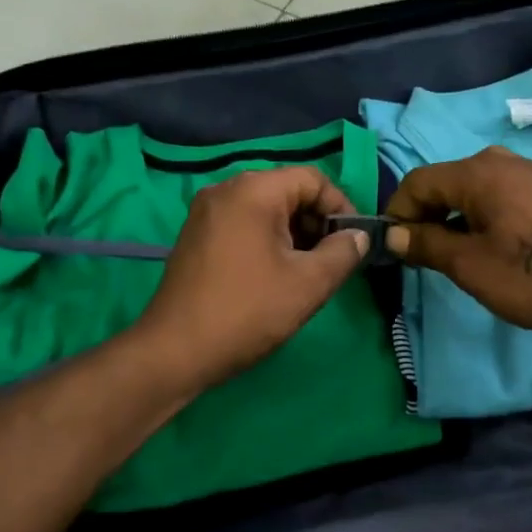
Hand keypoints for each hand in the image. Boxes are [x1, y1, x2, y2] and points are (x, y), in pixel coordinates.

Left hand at [135, 166, 369, 392]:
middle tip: (333, 260)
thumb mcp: (308, 284)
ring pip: (265, 210)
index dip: (341, 206)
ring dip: (294, 234)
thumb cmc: (247, 311)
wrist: (174, 351)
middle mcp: (225, 190)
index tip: (354, 241)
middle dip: (317, 222)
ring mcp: (205, 213)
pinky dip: (267, 241)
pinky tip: (275, 275)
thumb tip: (357, 236)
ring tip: (308, 272)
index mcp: (253, 190)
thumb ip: (342, 253)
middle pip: (287, 191)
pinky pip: (243, 224)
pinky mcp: (196, 236)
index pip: (312, 179)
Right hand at [383, 147, 531, 336]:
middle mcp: (500, 161)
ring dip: (451, 218)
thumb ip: (427, 244)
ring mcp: (527, 173)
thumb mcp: (471, 266)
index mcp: (478, 173)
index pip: (417, 182)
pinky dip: (478, 216)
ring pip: (470, 189)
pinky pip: (496, 195)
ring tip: (451, 255)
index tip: (394, 249)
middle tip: (421, 256)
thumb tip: (393, 234)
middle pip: (443, 182)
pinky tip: (486, 246)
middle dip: (424, 216)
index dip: (398, 214)